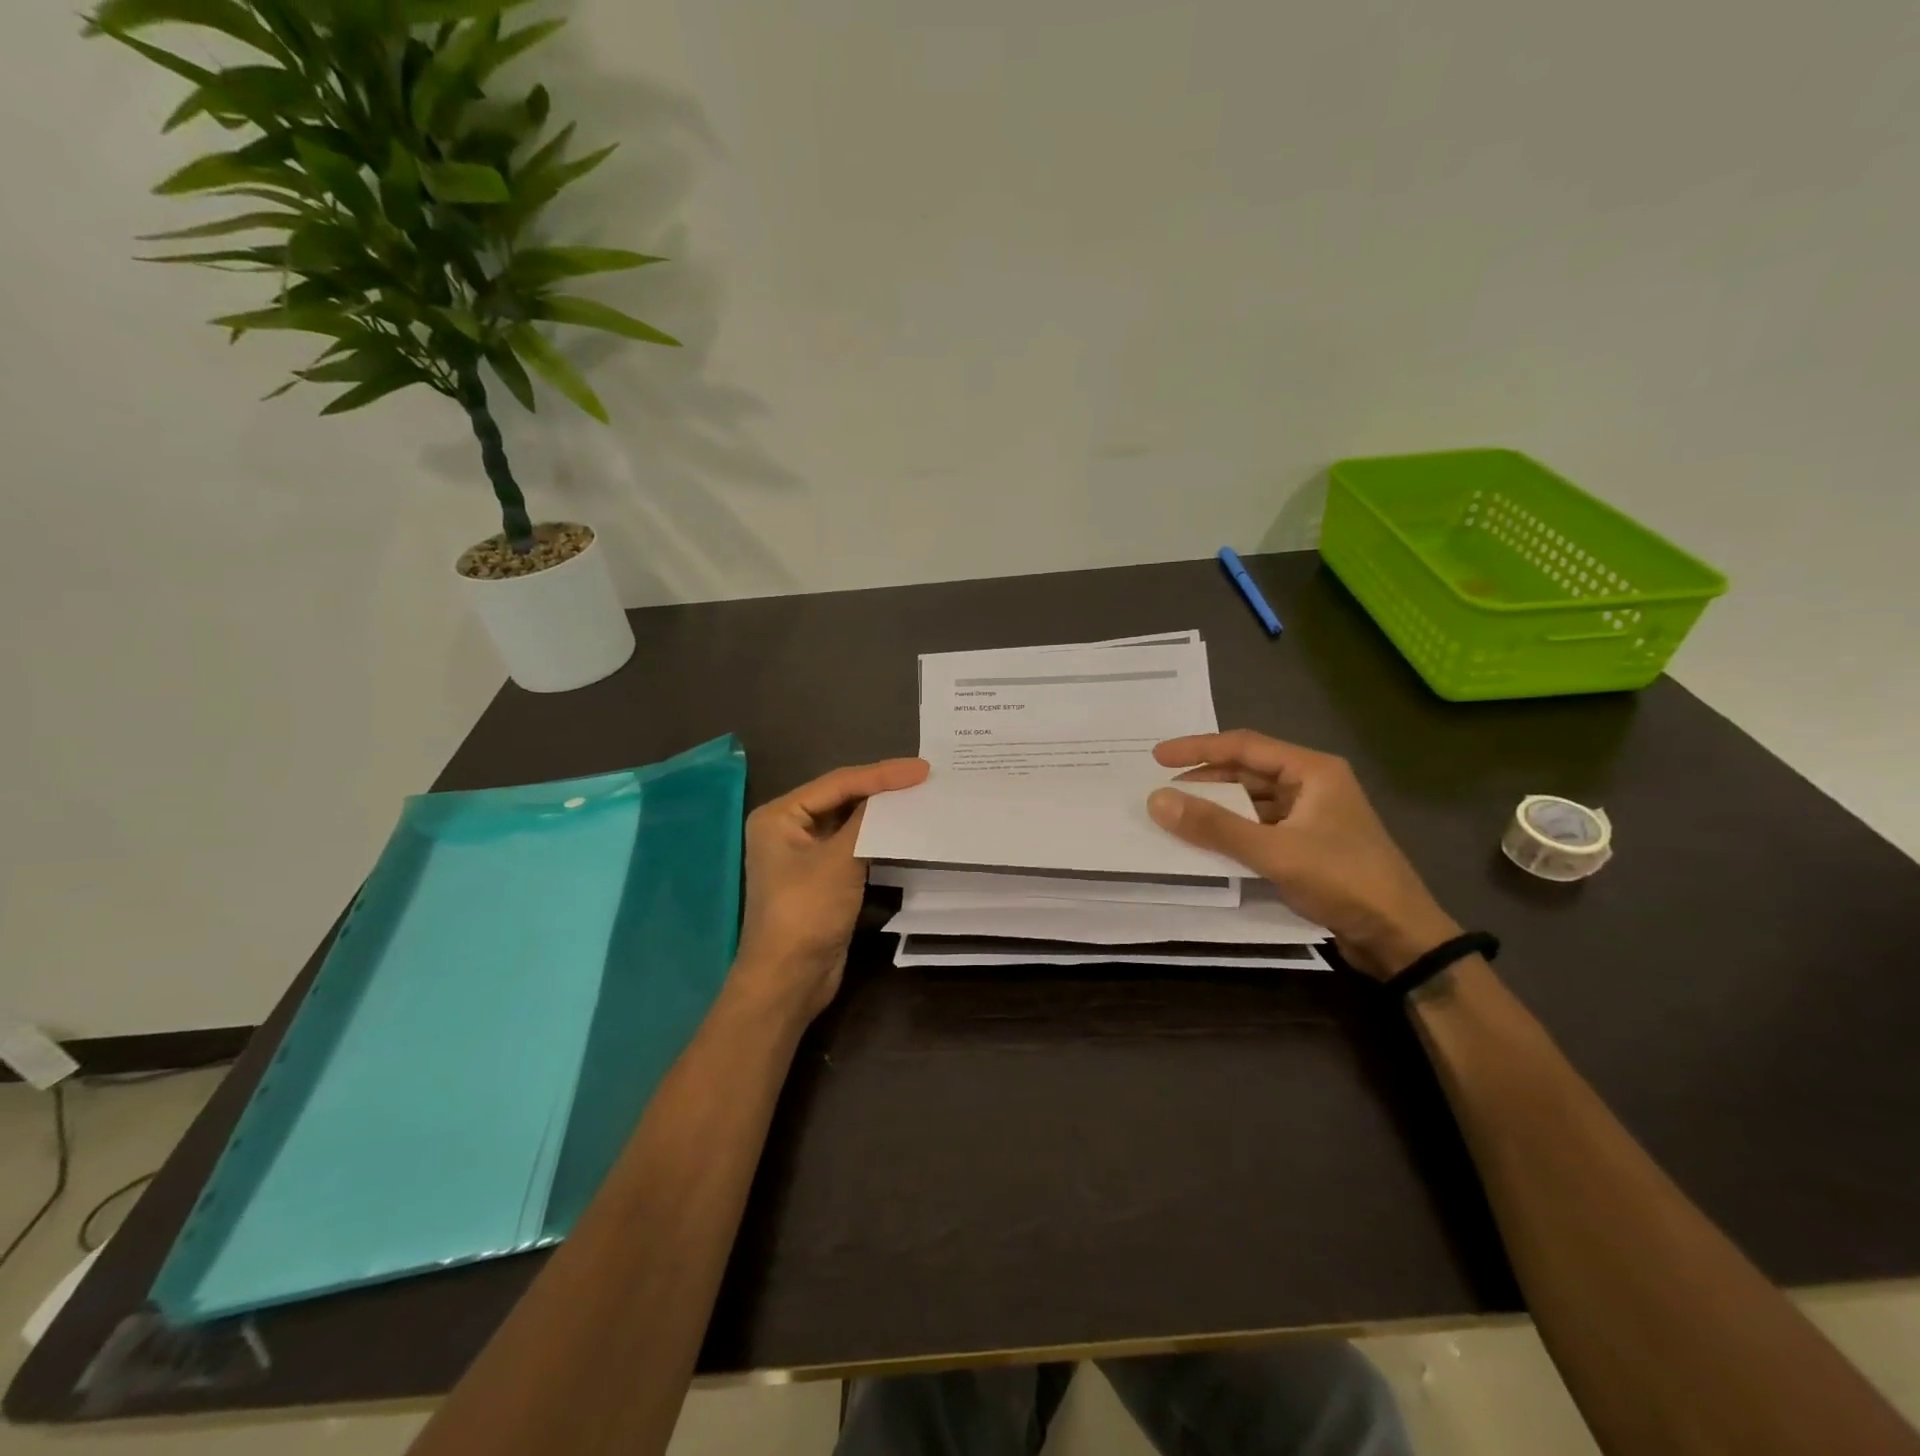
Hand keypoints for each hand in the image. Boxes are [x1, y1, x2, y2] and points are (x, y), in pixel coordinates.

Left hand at [733, 757, 929, 1019]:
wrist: (789, 980)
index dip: (881, 775)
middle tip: (924, 780)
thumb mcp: (839, 859)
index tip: (921, 770)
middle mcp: (788, 829)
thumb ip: (868, 820)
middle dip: (882, 790)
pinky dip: (878, 838)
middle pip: (842, 799)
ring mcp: (805, 855)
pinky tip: (905, 832)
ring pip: (850, 823)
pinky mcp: (822, 879)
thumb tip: (897, 792)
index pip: (838, 783)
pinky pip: (854, 847)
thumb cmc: (806, 912)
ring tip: (921, 799)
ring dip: (882, 814)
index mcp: (780, 815)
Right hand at [1145, 731, 1459, 978]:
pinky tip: (1207, 843)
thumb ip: (1215, 826)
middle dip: (1204, 780)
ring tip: (1177, 816)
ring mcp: (1311, 816)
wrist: (1400, 938)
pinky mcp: (1308, 845)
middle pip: (1247, 772)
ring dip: (1217, 808)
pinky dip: (1232, 831)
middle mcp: (1312, 785)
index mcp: (1312, 771)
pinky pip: (1259, 827)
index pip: (1244, 746)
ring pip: (1252, 802)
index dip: (1198, 749)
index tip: (1157, 758)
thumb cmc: (1344, 881)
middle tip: (1162, 791)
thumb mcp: (1274, 852)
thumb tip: (1157, 800)